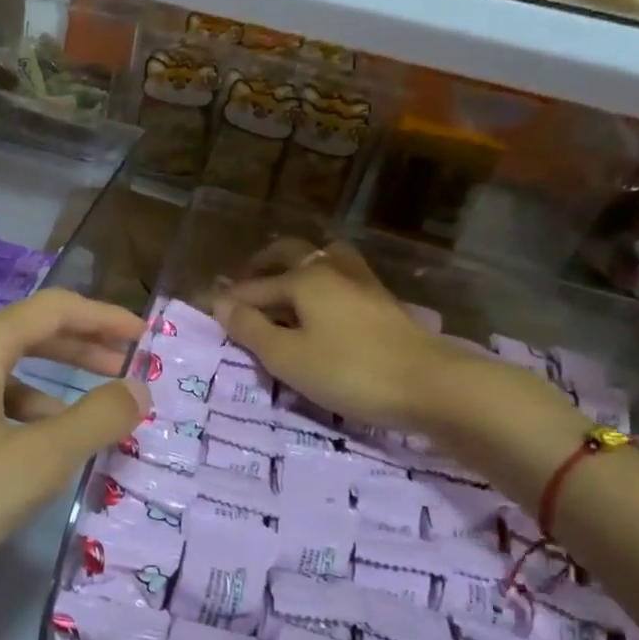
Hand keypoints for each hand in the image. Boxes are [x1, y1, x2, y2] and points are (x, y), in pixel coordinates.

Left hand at [0, 289, 147, 639]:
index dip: (106, 318)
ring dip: (41, 394)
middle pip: (22, 336)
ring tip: (76, 431)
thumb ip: (94, 421)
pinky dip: (2, 419)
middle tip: (124, 371)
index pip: (55, 309)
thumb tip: (138, 388)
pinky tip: (10, 462)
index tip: (146, 336)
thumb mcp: (31, 466)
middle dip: (78, 351)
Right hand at [212, 240, 544, 435]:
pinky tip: (322, 308)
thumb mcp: (288, 357)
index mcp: (304, 279)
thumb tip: (221, 303)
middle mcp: (331, 269)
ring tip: (284, 290)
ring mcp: (362, 282)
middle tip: (243, 287)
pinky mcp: (383, 302)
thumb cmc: (349, 371)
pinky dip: (321, 284)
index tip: (207, 309)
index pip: (254, 287)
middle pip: (290, 255)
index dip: (229, 300)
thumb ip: (251, 329)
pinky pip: (342, 278)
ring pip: (322, 260)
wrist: (431, 385)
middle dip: (261, 267)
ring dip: (297, 268)